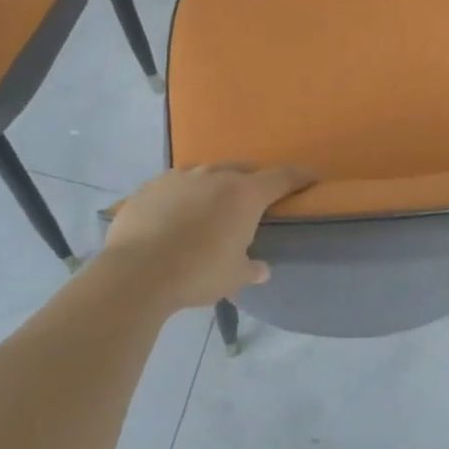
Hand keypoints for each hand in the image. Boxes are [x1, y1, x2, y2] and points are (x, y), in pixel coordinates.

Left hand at [99, 163, 316, 309]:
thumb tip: (261, 268)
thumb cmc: (197, 273)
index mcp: (244, 195)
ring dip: (216, 187)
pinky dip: (184, 196)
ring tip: (212, 209)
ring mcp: (180, 177)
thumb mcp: (233, 277)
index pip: (282, 177)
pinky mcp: (151, 186)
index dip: (300, 176)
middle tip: (254, 203)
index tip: (312, 178)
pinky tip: (177, 216)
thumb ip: (250, 268)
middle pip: (243, 170)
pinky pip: (176, 185)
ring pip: (207, 174)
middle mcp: (215, 176)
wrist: (136, 272)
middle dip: (253, 182)